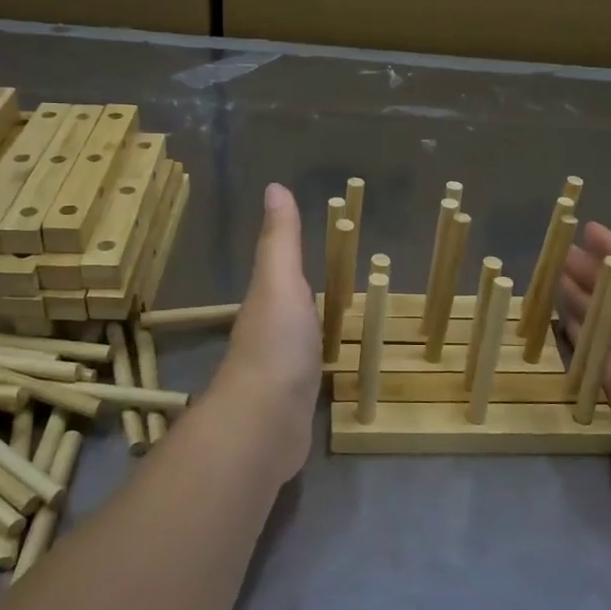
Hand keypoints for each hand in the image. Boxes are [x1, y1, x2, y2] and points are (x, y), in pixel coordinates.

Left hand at [206, 183, 320, 482]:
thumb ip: (280, 240)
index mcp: (266, 306)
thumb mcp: (280, 281)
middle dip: (310, 302)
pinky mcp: (294, 409)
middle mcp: (268, 338)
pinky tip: (336, 373)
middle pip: (292, 312)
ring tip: (345, 328)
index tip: (324, 254)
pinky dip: (321, 370)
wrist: (265, 423)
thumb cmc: (276, 343)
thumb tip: (274, 186)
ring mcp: (280, 376)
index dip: (296, 266)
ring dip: (316, 336)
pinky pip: (311, 379)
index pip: (282, 278)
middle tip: (345, 291)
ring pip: (301, 346)